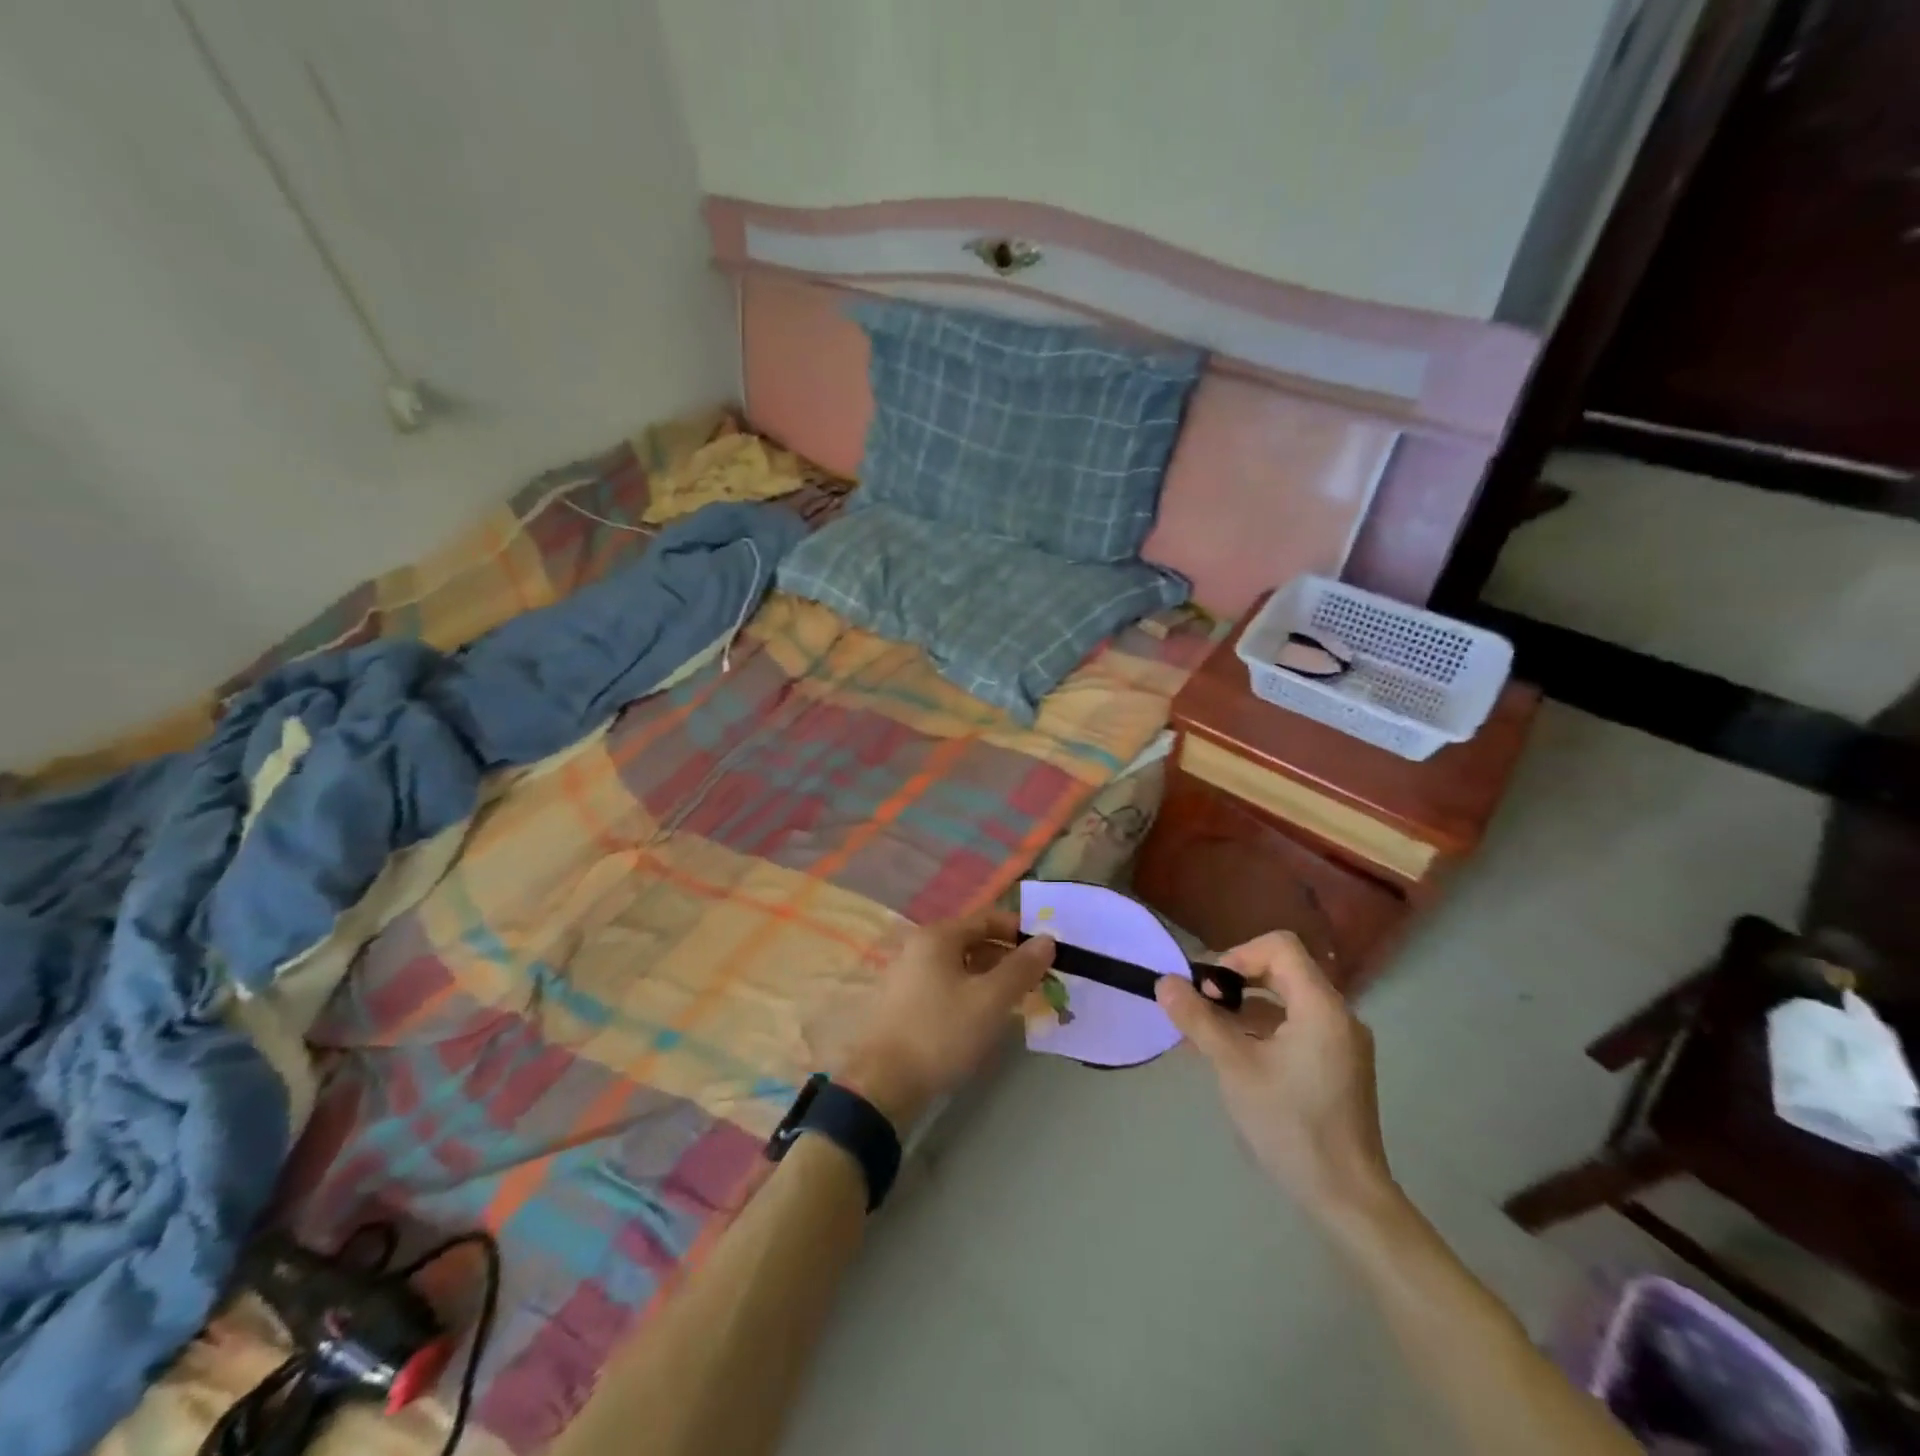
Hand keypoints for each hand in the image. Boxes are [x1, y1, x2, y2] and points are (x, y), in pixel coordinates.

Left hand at [838, 910, 1054, 1128]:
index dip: (1020, 931)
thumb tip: (1047, 939)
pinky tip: (985, 1016)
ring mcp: (909, 975)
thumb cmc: (940, 1033)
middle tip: (1038, 980)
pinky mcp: (905, 1003)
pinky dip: (970, 992)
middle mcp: (919, 947)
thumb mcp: (989, 1000)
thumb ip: (1020, 968)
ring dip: (990, 977)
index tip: (1048, 951)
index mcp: (938, 937)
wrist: (882, 1084)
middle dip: (1008, 957)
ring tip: (1018, 1000)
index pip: (987, 918)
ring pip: (960, 966)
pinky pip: (946, 985)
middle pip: (973, 941)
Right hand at [1156, 932, 1395, 1226]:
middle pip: (1280, 970)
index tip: (1209, 989)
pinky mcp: (1335, 1066)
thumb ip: (1198, 1020)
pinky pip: (1292, 1028)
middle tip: (1199, 1008)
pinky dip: (1258, 1031)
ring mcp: (1339, 1042)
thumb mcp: (1234, 1068)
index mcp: (1321, 1007)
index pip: (1279, 946)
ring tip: (1201, 1035)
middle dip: (1233, 983)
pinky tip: (1226, 1054)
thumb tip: (1164, 982)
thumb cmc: (1291, 1126)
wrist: (1347, 1200)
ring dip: (1241, 1009)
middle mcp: (1337, 1015)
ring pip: (1283, 1002)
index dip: (1237, 955)